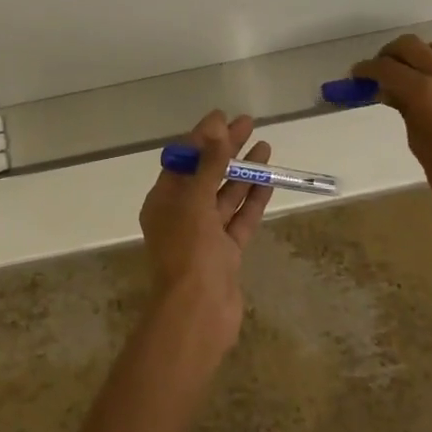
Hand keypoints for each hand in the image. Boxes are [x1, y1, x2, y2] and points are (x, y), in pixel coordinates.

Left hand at [138, 110, 272, 351]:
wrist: (198, 314)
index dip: (202, 137)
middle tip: (248, 124)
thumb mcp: (195, 202)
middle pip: (206, 173)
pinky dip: (253, 199)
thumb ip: (209, 165)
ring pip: (226, 195)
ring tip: (266, 146)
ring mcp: (205, 235)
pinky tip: (269, 179)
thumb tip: (217, 130)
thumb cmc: (188, 252)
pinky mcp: (226, 253)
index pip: (183, 160)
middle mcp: (182, 215)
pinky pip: (240, 219)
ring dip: (243, 171)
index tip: (222, 117)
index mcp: (163, 201)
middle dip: (226, 149)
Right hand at [350, 32, 431, 231]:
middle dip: (389, 53)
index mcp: (423, 93)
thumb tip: (390, 92)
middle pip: (410, 47)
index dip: (367, 69)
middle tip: (380, 68)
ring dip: (420, 51)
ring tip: (411, 65)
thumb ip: (404, 110)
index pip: (386, 69)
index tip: (357, 74)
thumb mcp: (417, 143)